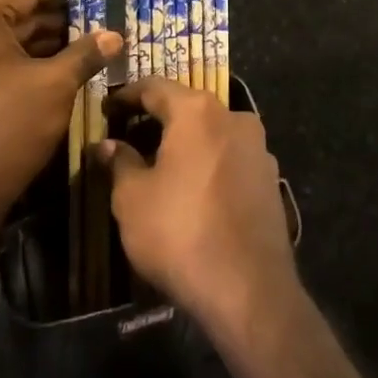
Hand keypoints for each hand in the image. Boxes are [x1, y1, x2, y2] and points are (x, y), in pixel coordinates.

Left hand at [0, 0, 119, 246]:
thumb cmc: (7, 130)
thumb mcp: (56, 86)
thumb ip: (86, 53)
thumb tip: (114, 35)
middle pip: (15, 15)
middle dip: (57, 19)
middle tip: (98, 15)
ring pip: (5, 40)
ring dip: (43, 41)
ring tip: (87, 40)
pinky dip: (24, 61)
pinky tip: (60, 65)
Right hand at [96, 79, 298, 339]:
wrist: (249, 289)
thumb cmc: (180, 233)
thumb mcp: (133, 199)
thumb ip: (119, 163)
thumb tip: (107, 144)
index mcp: (197, 111)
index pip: (154, 87)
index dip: (126, 96)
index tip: (106, 109)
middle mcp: (233, 117)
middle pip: (186, 107)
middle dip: (156, 119)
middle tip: (128, 136)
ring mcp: (258, 148)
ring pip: (211, 133)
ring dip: (185, 143)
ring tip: (158, 164)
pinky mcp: (270, 178)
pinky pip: (230, 158)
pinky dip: (207, 164)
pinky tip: (192, 190)